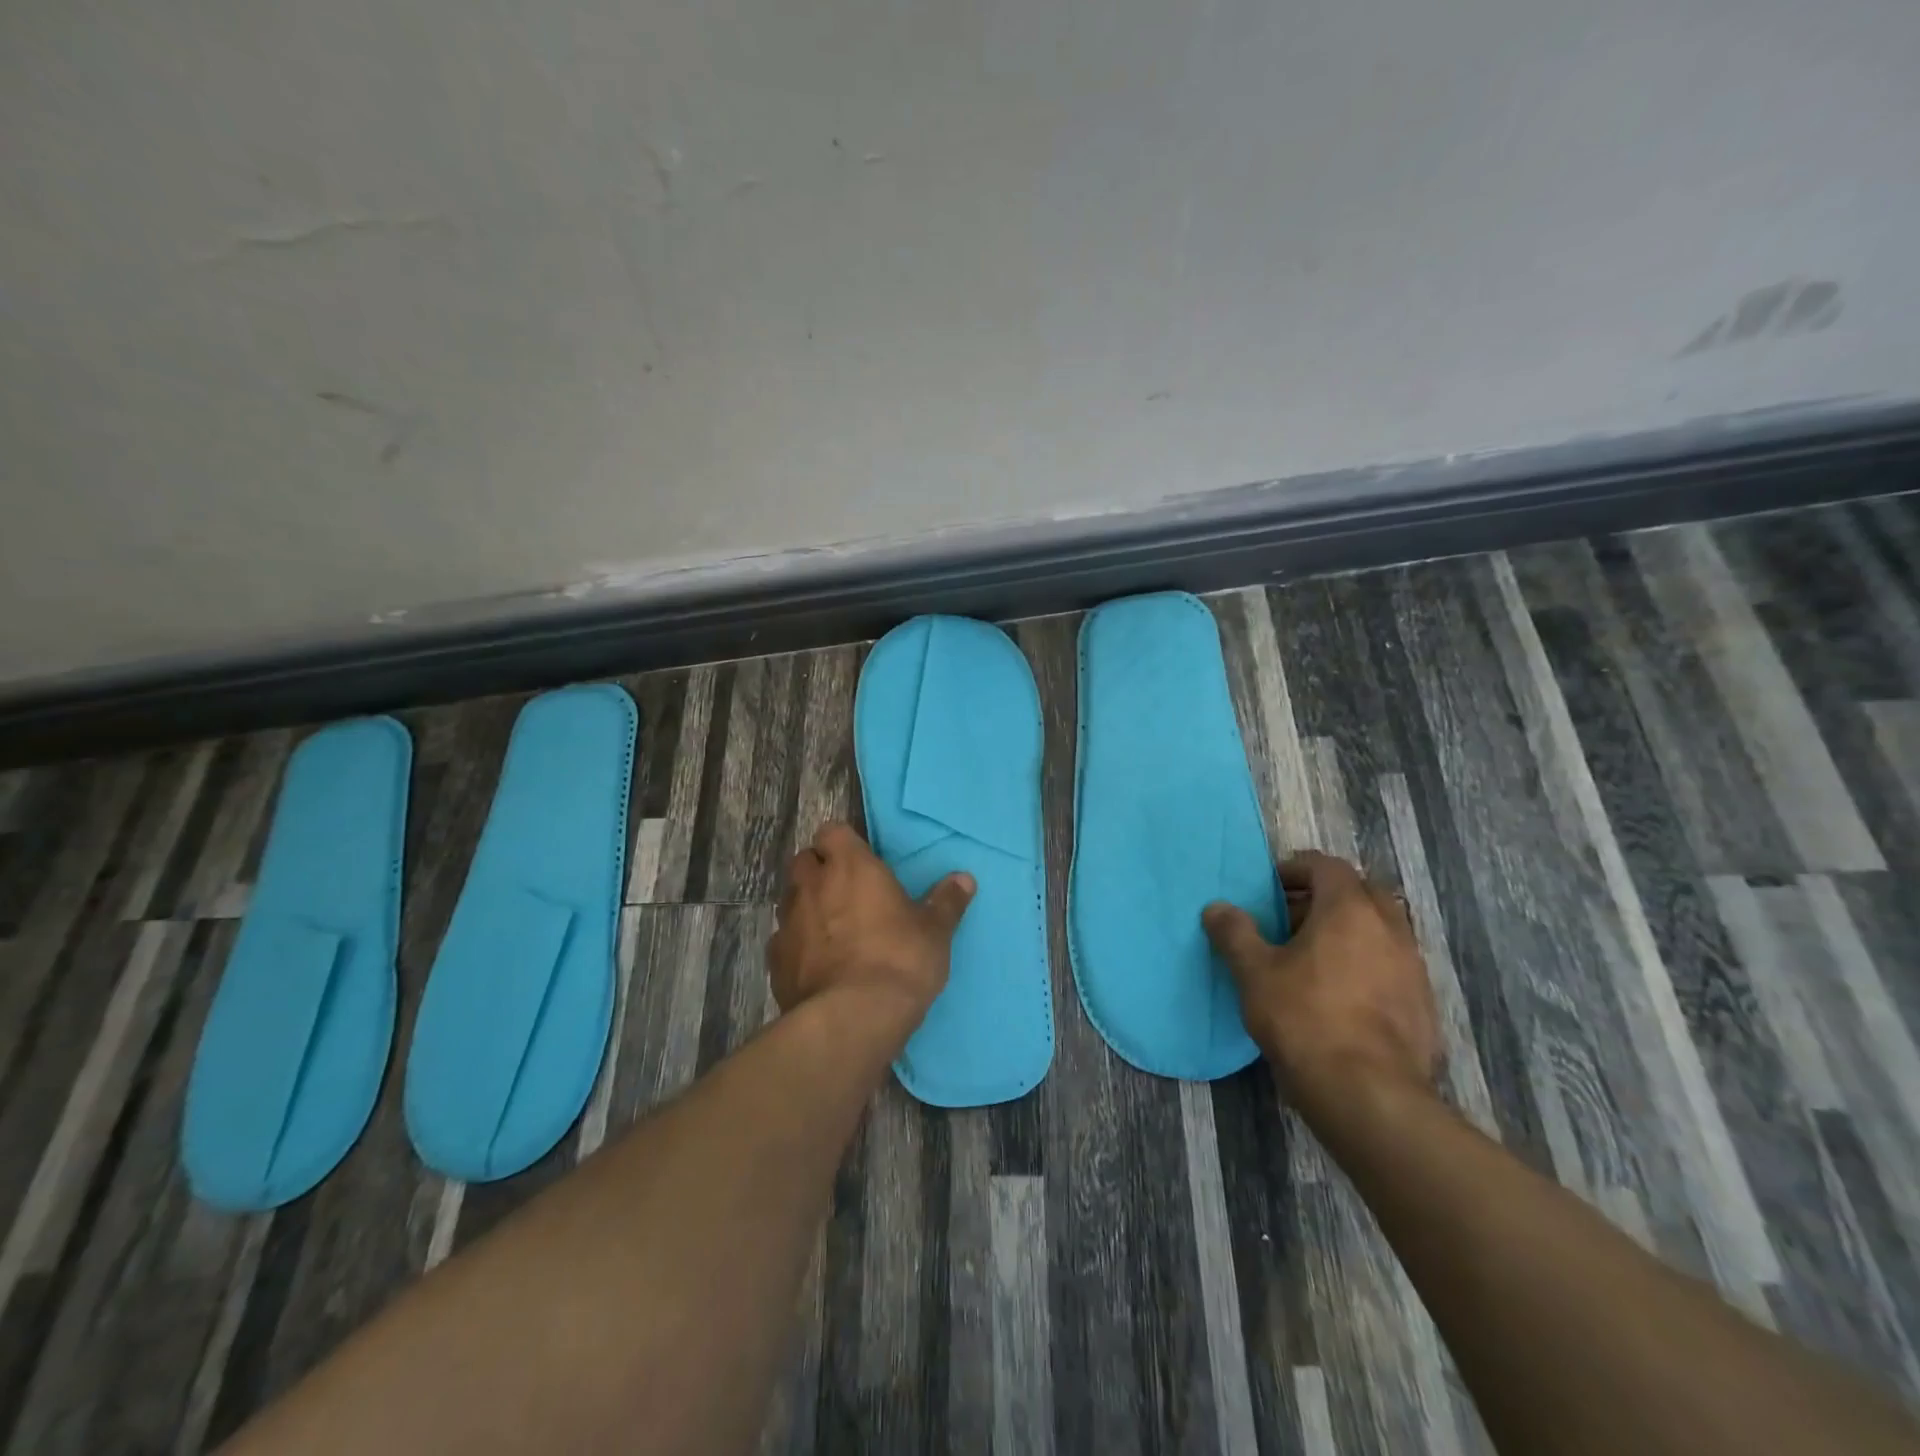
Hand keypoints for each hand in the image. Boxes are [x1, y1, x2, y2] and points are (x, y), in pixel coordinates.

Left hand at [768, 822, 974, 1037]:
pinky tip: (817, 965)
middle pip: (804, 860)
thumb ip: (946, 901)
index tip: (859, 859)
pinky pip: (783, 940)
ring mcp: (788, 922)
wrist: (853, 1018)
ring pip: (791, 899)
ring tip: (831, 929)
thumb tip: (964, 879)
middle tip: (845, 891)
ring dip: (807, 906)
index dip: (842, 843)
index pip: (832, 831)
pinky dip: (797, 945)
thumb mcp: (935, 931)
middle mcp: (813, 885)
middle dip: (819, 870)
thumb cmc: (900, 960)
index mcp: (851, 866)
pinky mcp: (775, 961)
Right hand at [1203, 851, 1439, 1117]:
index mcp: (1349, 909)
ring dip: (1349, 932)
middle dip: (1326, 897)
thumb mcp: (1254, 972)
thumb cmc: (1304, 1018)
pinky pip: (1392, 966)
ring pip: (1380, 930)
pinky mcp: (1423, 1004)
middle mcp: (1390, 928)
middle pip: (1360, 892)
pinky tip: (1340, 995)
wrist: (1367, 1093)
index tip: (1271, 887)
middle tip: (1291, 919)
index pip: (1327, 866)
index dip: (1296, 869)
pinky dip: (1367, 965)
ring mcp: (1413, 967)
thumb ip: (1235, 933)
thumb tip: (1217, 908)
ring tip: (1312, 958)